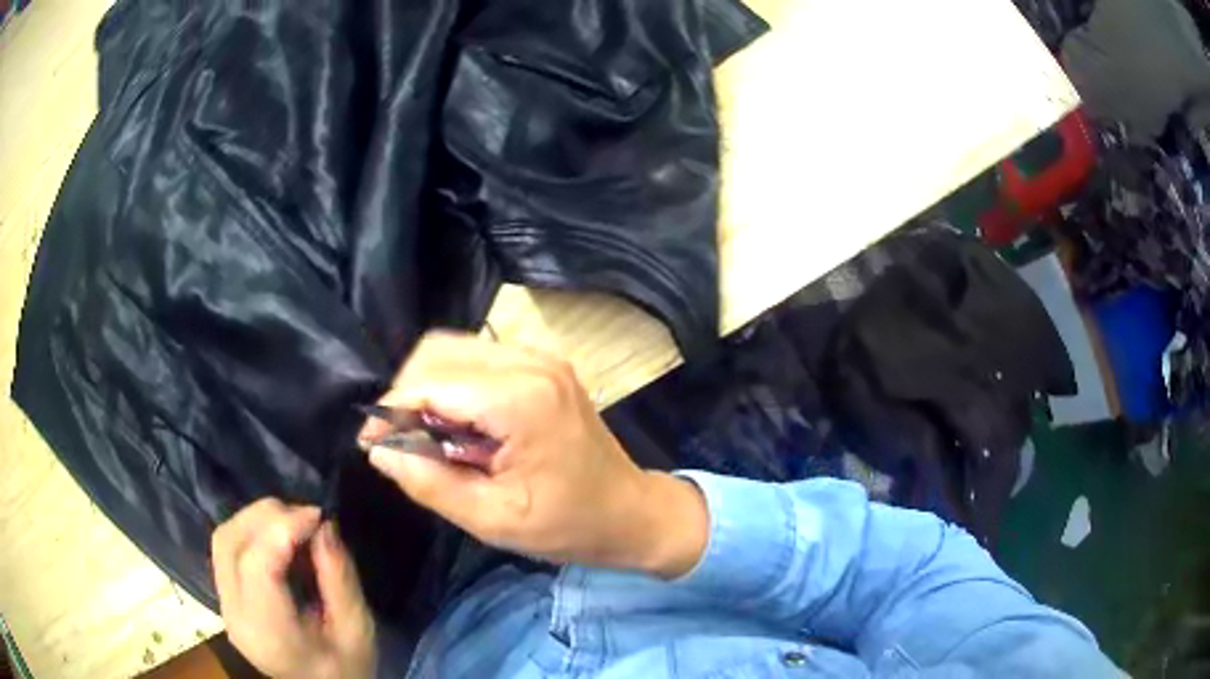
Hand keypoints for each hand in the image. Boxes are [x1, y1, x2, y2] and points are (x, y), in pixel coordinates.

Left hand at [211, 499, 375, 678]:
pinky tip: (280, 539)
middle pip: (230, 542)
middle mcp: (234, 613)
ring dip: (256, 519)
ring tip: (294, 524)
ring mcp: (224, 604)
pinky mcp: (225, 597)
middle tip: (308, 516)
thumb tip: (325, 526)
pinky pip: (227, 549)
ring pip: (223, 539)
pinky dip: (251, 532)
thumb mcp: (356, 630)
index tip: (319, 516)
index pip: (257, 565)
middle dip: (267, 516)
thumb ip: (339, 579)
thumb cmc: (344, 667)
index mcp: (269, 632)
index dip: (283, 528)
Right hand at [360, 332, 708, 577]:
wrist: (630, 512)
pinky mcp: (543, 363)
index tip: (369, 443)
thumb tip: (378, 451)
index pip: (431, 383)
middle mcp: (531, 362)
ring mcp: (541, 357)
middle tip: (399, 442)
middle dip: (406, 394)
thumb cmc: (568, 525)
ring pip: (455, 348)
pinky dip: (453, 384)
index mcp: (522, 399)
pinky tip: (456, 424)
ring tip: (425, 436)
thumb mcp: (493, 519)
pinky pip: (478, 357)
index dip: (391, 410)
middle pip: (438, 351)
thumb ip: (429, 483)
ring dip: (428, 387)